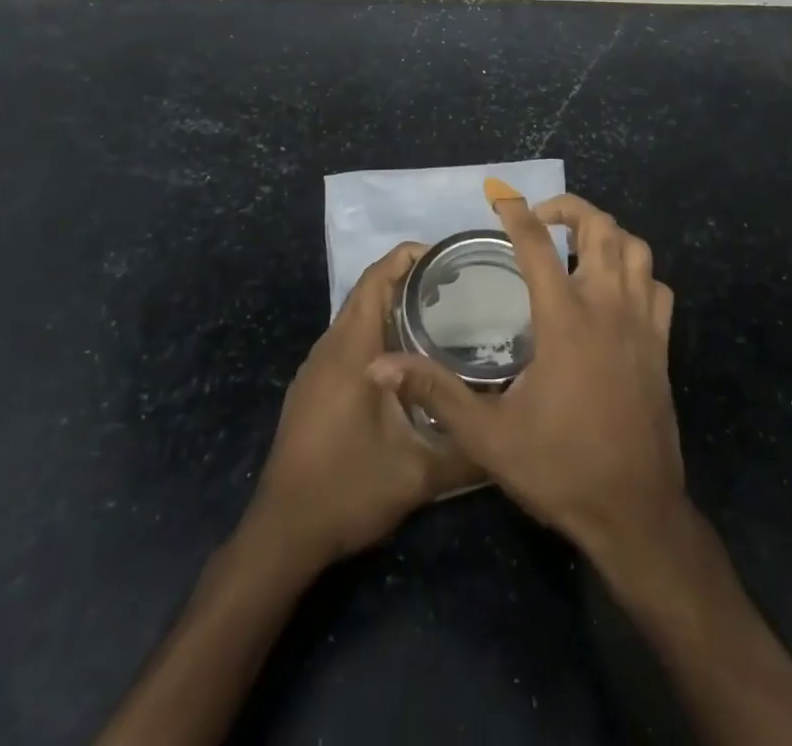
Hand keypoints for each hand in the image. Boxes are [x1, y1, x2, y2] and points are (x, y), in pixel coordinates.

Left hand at [244, 243, 483, 569]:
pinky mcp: (312, 389)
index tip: (447, 256)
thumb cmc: (347, 490)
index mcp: (352, 351)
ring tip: (438, 314)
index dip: (407, 258)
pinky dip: (376, 331)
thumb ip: (466, 451)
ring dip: (391, 306)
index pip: (375, 280)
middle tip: (455, 285)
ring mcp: (316, 370)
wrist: (282, 535)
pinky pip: (347, 341)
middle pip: (366, 293)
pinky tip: (405, 360)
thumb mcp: (417, 474)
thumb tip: (509, 433)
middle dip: (407, 279)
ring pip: (355, 317)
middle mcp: (330, 349)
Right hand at [368, 193, 681, 563]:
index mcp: (565, 319)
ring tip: (579, 243)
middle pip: (601, 228)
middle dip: (570, 209)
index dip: (516, 213)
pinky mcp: (661, 345)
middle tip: (541, 217)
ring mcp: (642, 324)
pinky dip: (638, 273)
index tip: (499, 197)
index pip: (537, 244)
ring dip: (608, 234)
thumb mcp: (487, 437)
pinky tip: (616, 290)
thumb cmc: (560, 469)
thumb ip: (435, 393)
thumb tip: (379, 367)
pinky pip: (657, 288)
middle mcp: (608, 307)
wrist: (636, 513)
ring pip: (636, 250)